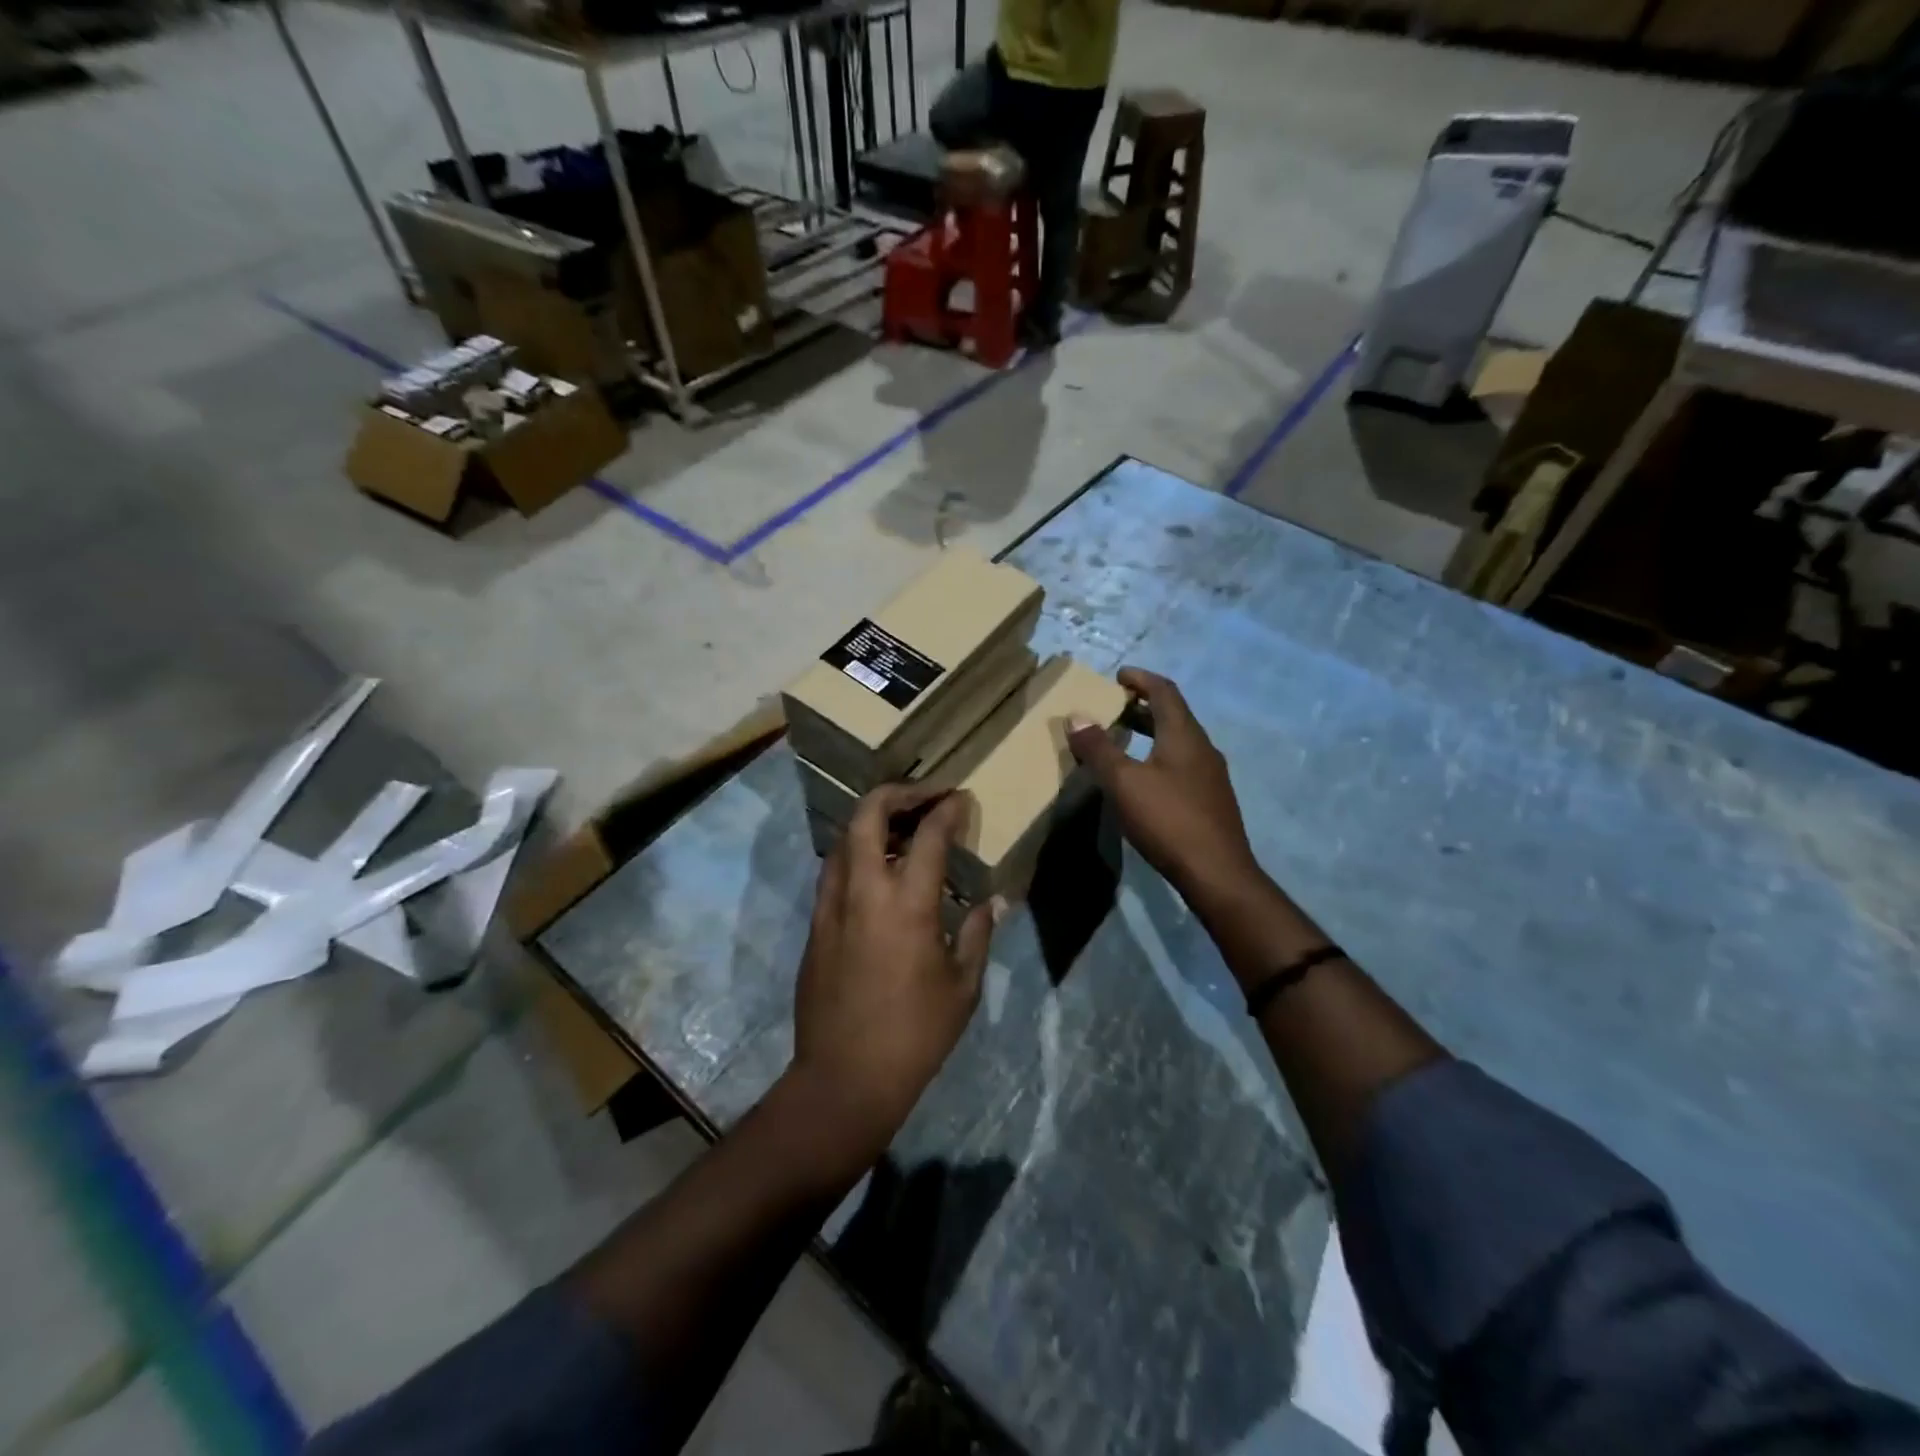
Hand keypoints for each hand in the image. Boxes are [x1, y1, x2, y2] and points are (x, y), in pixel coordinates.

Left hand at [788, 784, 996, 1170]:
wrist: (844, 1078)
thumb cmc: (915, 1035)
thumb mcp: (962, 987)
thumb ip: (976, 933)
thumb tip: (992, 901)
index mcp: (907, 904)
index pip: (928, 835)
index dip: (947, 809)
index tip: (962, 800)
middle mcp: (863, 891)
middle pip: (869, 815)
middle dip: (898, 793)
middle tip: (926, 796)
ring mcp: (831, 905)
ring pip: (844, 838)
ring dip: (873, 821)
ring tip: (902, 828)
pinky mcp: (815, 924)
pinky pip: (834, 869)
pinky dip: (857, 853)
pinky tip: (878, 870)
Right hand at [1066, 668, 1261, 908]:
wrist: (1217, 873)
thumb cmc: (1168, 820)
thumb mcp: (1124, 782)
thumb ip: (1099, 748)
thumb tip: (1076, 716)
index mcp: (1184, 735)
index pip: (1164, 691)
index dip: (1141, 679)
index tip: (1118, 676)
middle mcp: (1202, 748)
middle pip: (1173, 715)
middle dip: (1143, 706)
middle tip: (1114, 707)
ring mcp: (1210, 776)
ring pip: (1178, 742)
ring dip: (1151, 733)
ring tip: (1122, 740)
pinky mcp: (1210, 800)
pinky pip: (1181, 764)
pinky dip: (1159, 757)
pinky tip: (1143, 779)